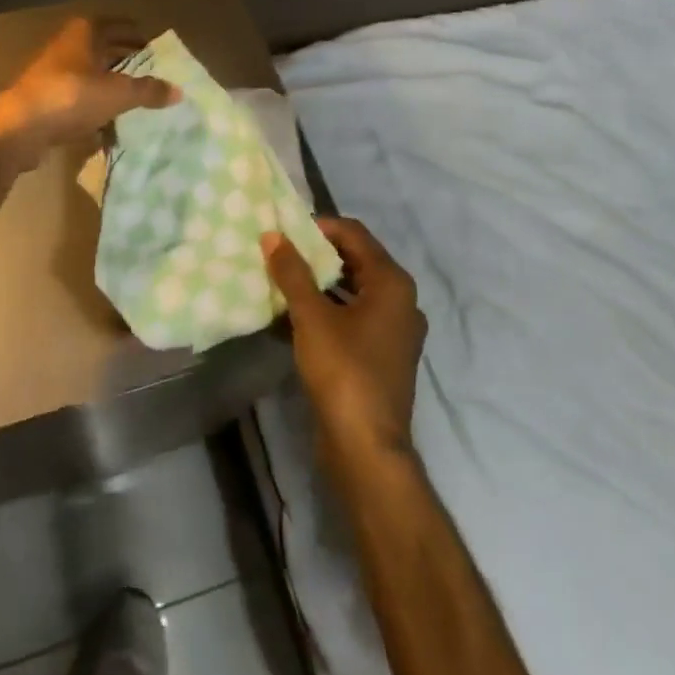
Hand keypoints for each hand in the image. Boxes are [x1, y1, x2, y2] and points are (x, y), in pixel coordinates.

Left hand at [0, 17, 178, 169]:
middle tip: (149, 74)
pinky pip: (77, 100)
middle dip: (124, 61)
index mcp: (84, 32)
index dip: (137, 34)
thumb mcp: (118, 93)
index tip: (155, 46)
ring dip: (109, 87)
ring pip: (89, 76)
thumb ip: (148, 91)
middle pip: (102, 49)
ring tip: (133, 101)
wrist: (19, 127)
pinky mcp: (44, 100)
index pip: (118, 25)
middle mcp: (67, 46)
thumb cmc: (72, 96)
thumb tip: (179, 91)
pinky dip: (93, 109)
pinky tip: (108, 127)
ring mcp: (52, 74)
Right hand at [263, 218, 426, 460]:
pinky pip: (354, 316)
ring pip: (354, 290)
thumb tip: (273, 235)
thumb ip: (292, 273)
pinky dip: (329, 309)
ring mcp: (395, 330)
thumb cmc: (344, 371)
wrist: (367, 448)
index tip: (285, 231)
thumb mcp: (312, 317)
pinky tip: (295, 315)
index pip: (354, 233)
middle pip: (356, 259)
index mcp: (392, 283)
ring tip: (283, 280)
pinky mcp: (383, 355)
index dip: (319, 226)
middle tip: (280, 252)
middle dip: (317, 254)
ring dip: (321, 282)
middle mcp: (401, 301)